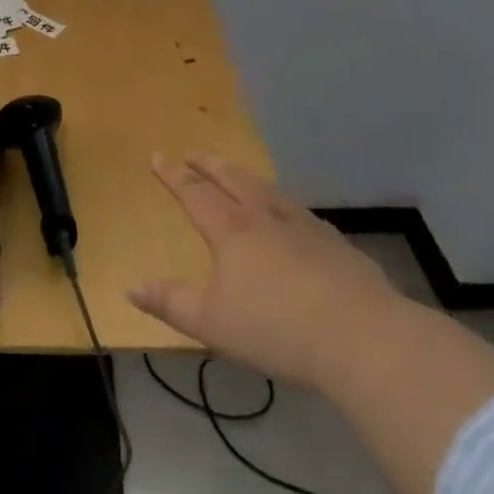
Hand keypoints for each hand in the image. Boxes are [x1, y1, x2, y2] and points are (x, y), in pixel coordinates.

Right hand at [128, 155, 404, 387]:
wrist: (361, 338)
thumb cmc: (276, 329)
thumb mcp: (211, 323)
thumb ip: (170, 303)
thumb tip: (131, 287)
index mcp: (230, 230)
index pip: (194, 192)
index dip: (173, 174)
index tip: (158, 156)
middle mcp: (265, 217)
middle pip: (233, 179)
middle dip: (210, 165)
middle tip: (195, 155)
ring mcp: (305, 227)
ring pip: (268, 190)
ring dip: (247, 178)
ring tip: (239, 176)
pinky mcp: (336, 244)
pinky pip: (301, 213)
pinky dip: (285, 205)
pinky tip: (293, 216)